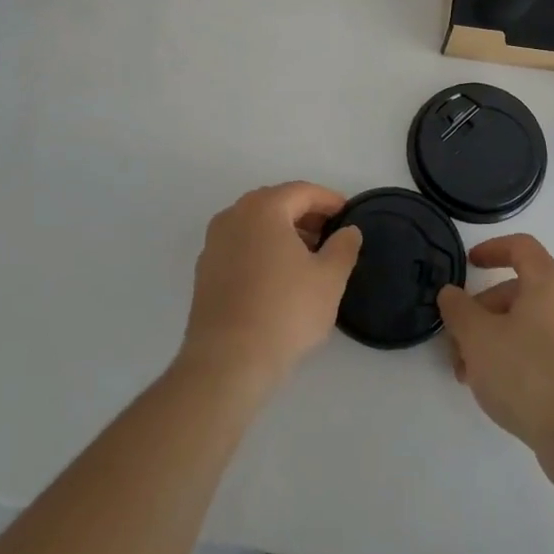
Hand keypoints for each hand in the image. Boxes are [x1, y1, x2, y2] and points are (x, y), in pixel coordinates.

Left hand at [180, 182, 362, 395]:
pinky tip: (278, 278)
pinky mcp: (204, 271)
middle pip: (276, 203)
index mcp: (263, 208)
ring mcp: (214, 243)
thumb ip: (343, 247)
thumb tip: (348, 231)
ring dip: (283, 233)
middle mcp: (233, 216)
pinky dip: (262, 250)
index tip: (349, 216)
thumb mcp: (329, 279)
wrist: (227, 362)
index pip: (302, 192)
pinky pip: (240, 246)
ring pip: (256, 225)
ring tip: (308, 258)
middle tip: (331, 235)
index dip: (330, 201)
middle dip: (306, 215)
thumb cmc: (285, 311)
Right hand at [437, 235, 553, 464]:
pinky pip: (542, 352)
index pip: (521, 247)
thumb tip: (451, 294)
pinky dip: (515, 360)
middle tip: (457, 342)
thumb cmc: (528, 373)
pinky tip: (497, 392)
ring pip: (527, 326)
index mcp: (549, 283)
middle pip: (519, 292)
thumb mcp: (478, 337)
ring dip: (493, 341)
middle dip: (481, 312)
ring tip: (469, 375)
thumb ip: (458, 309)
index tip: (468, 265)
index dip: (491, 249)